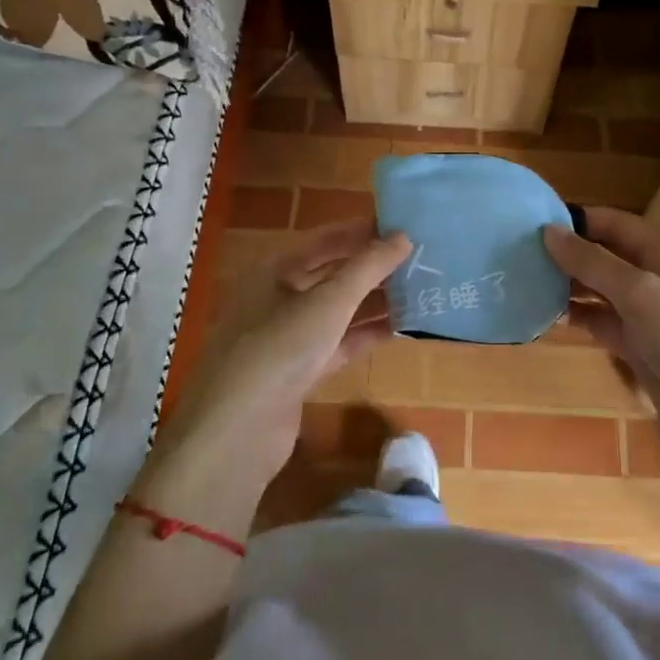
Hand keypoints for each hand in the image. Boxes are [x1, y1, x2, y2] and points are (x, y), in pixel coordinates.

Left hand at [151, 219, 410, 492]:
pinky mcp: (299, 370)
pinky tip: (402, 328)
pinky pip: (339, 342)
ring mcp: (289, 336)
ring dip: (376, 301)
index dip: (366, 231)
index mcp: (276, 269)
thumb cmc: (279, 348)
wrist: (236, 432)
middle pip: (334, 273)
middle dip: (375, 268)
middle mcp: (279, 296)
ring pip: (340, 310)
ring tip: (422, 291)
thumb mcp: (328, 302)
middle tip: (422, 259)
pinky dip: (366, 334)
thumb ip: (368, 267)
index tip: (407, 226)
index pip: (327, 239)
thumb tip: (404, 236)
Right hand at [542, 207, 659, 480]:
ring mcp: (654, 317)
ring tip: (525, 280)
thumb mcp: (641, 293)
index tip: (533, 220)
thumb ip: (593, 262)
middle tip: (520, 252)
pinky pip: (605, 324)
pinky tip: (547, 315)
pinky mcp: (643, 350)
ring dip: (570, 286)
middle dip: (570, 254)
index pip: (619, 224)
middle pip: (609, 256)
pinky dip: (580, 318)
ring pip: (604, 292)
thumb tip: (548, 232)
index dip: (580, 220)